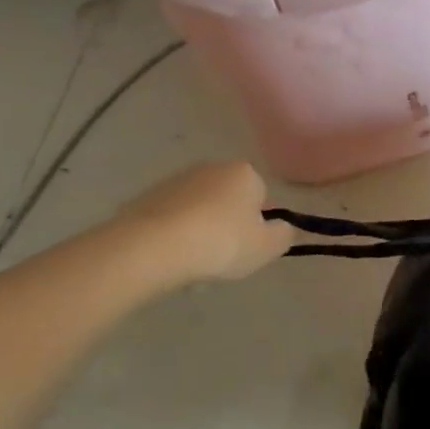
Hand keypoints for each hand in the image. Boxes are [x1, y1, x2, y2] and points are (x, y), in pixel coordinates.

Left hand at [106, 161, 294, 290]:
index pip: (260, 196)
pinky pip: (169, 218)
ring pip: (197, 208)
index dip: (256, 224)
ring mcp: (176, 180)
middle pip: (228, 199)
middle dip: (226, 223)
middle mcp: (212, 167)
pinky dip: (171, 233)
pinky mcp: (146, 196)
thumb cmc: (220, 243)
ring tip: (191, 261)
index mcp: (245, 173)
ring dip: (198, 228)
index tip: (246, 246)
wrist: (151, 247)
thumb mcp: (267, 247)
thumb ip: (283, 235)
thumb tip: (281, 228)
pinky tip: (168, 257)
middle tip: (221, 255)